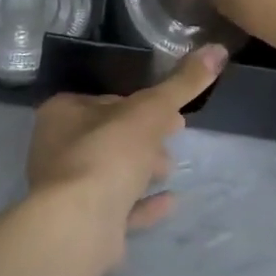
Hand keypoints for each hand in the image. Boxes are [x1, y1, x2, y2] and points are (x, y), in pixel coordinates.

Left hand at [27, 45, 226, 260]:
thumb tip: (217, 50)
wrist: (79, 225)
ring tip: (171, 169)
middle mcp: (58, 148)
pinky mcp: (81, 224)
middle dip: (144, 137)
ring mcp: (67, 190)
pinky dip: (142, 203)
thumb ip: (182, 83)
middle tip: (175, 137)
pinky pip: (117, 208)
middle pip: (110, 136)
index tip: (172, 111)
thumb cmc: (108, 153)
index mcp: (63, 113)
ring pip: (111, 172)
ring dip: (142, 169)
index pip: (108, 101)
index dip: (142, 105)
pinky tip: (170, 201)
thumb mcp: (151, 110)